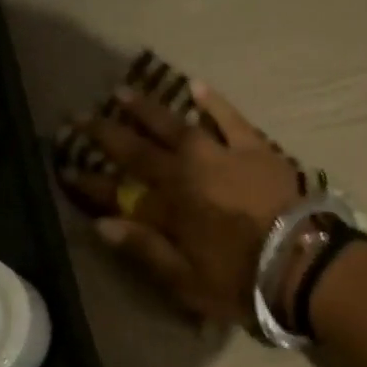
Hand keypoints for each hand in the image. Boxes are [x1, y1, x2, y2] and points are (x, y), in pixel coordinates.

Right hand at [58, 83, 301, 323]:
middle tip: (80, 116)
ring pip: (178, 126)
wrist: (303, 262)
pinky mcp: (255, 148)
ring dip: (149, 110)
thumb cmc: (243, 280)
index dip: (88, 182)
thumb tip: (103, 225)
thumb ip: (145, 250)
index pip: (117, 193)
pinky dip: (212, 102)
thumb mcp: (187, 280)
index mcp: (169, 209)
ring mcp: (222, 156)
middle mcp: (188, 174)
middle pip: (140, 150)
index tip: (63, 167)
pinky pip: (230, 118)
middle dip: (107, 133)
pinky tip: (195, 86)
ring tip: (123, 92)